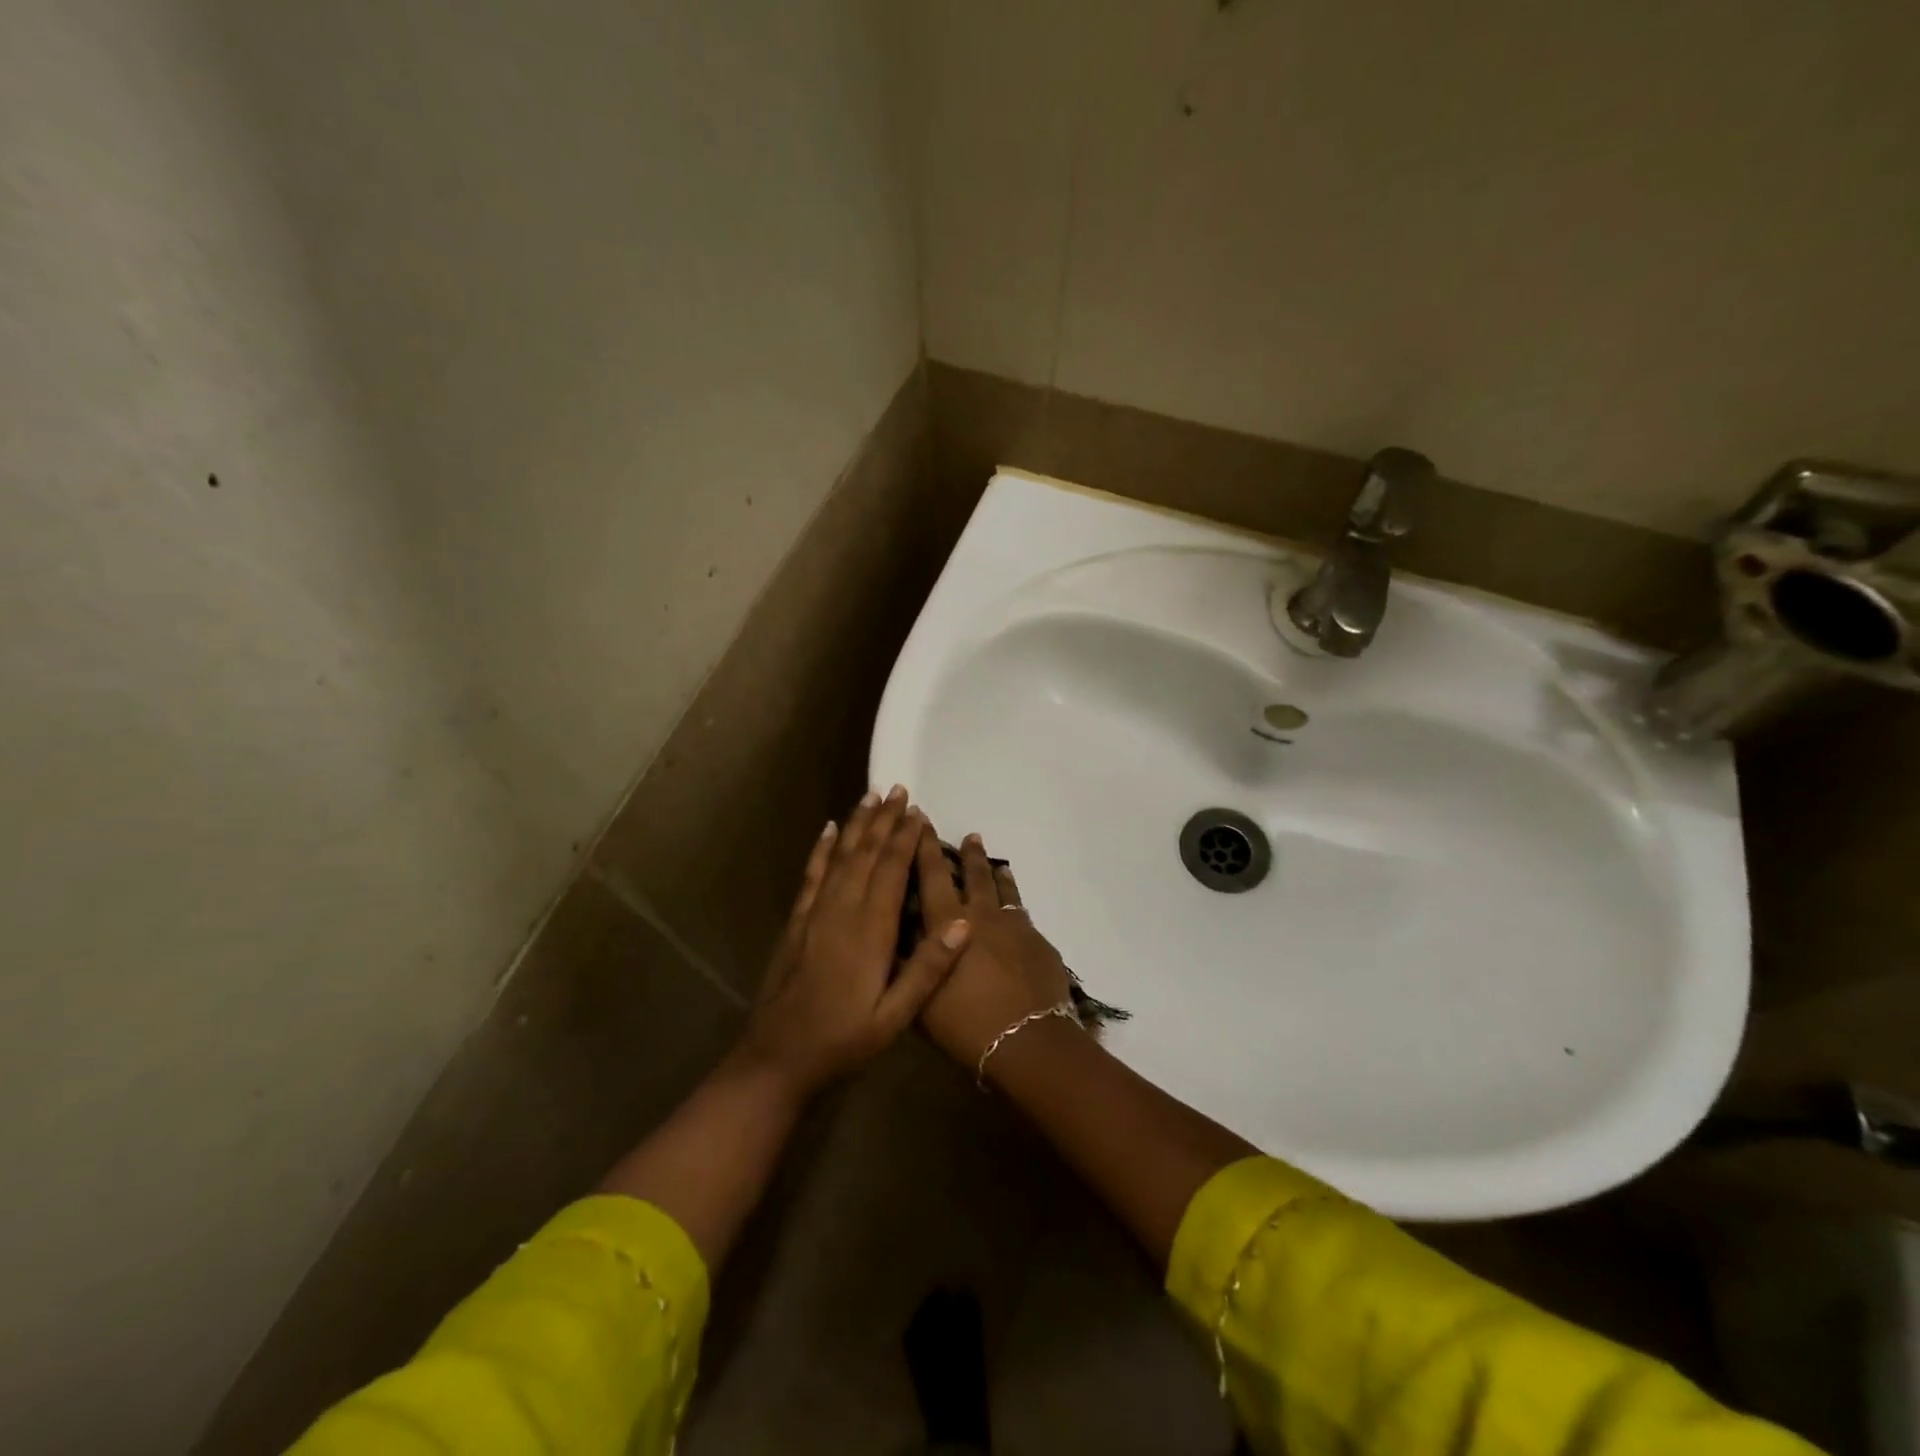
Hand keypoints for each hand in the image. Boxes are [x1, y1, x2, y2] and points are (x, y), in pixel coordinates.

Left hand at [736, 786, 971, 1099]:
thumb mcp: (896, 1016)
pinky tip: (829, 829)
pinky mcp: (797, 922)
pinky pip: (812, 875)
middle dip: (884, 821)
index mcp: (870, 931)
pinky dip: (822, 849)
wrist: (778, 1057)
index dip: (905, 839)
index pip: (891, 871)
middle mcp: (842, 911)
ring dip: (857, 825)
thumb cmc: (844, 1039)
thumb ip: (928, 968)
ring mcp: (815, 913)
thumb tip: (963, 922)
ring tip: (871, 796)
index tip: (919, 812)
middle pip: (866, 854)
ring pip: (840, 856)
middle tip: (899, 789)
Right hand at [914, 831, 1072, 1068]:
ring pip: (1004, 890)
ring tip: (996, 864)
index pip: (932, 875)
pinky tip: (1017, 913)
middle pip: (974, 875)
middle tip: (968, 836)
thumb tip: (888, 940)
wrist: (1029, 1040)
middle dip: (968, 854)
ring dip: (996, 874)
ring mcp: (1015, 926)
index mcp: (949, 923)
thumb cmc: (965, 1023)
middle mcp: (982, 915)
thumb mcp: (920, 999)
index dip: (924, 847)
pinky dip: (1016, 907)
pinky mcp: (1039, 943)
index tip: (921, 820)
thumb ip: (905, 965)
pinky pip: (1024, 916)